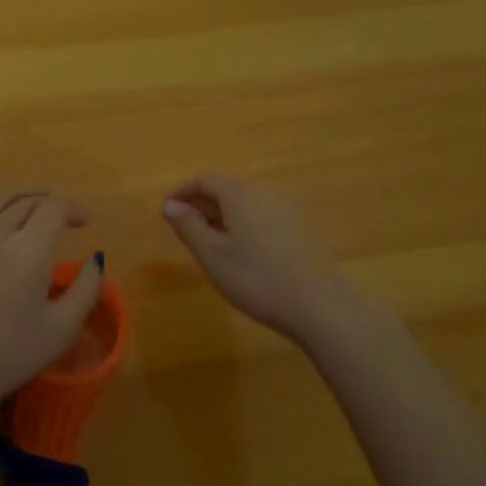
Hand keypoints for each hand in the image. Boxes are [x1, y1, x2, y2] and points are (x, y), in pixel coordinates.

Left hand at [0, 191, 103, 438]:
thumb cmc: (7, 355)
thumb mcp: (61, 329)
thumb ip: (85, 289)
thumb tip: (95, 260)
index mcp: (30, 248)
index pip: (54, 208)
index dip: (73, 209)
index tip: (85, 222)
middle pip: (26, 202)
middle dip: (49, 203)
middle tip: (62, 216)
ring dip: (19, 199)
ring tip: (31, 206)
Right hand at [161, 174, 364, 346]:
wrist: (319, 304)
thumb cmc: (256, 278)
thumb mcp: (212, 255)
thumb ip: (188, 226)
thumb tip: (170, 204)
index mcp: (240, 194)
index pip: (205, 180)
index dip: (182, 192)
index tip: (166, 211)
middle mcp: (264, 193)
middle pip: (227, 190)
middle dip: (202, 205)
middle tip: (185, 231)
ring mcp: (287, 210)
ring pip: (246, 205)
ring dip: (224, 218)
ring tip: (211, 246)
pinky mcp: (301, 230)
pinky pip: (263, 218)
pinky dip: (245, 227)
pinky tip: (244, 255)